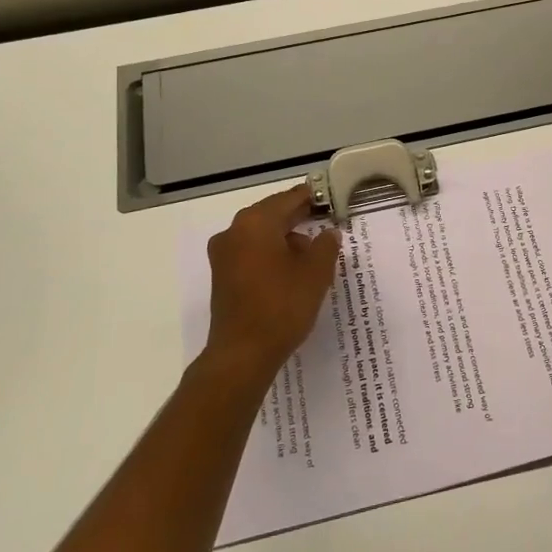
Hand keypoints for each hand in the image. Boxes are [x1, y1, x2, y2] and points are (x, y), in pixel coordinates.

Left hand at [203, 186, 341, 386]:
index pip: (288, 199)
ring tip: (313, 252)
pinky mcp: (222, 276)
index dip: (311, 198)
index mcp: (255, 222)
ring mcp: (224, 255)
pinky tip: (292, 270)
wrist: (242, 354)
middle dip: (298, 218)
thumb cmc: (282, 306)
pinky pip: (251, 253)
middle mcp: (234, 231)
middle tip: (325, 220)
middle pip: (271, 214)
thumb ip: (326, 245)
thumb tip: (328, 233)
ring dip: (285, 238)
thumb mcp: (316, 273)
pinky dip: (271, 254)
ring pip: (260, 235)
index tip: (329, 198)